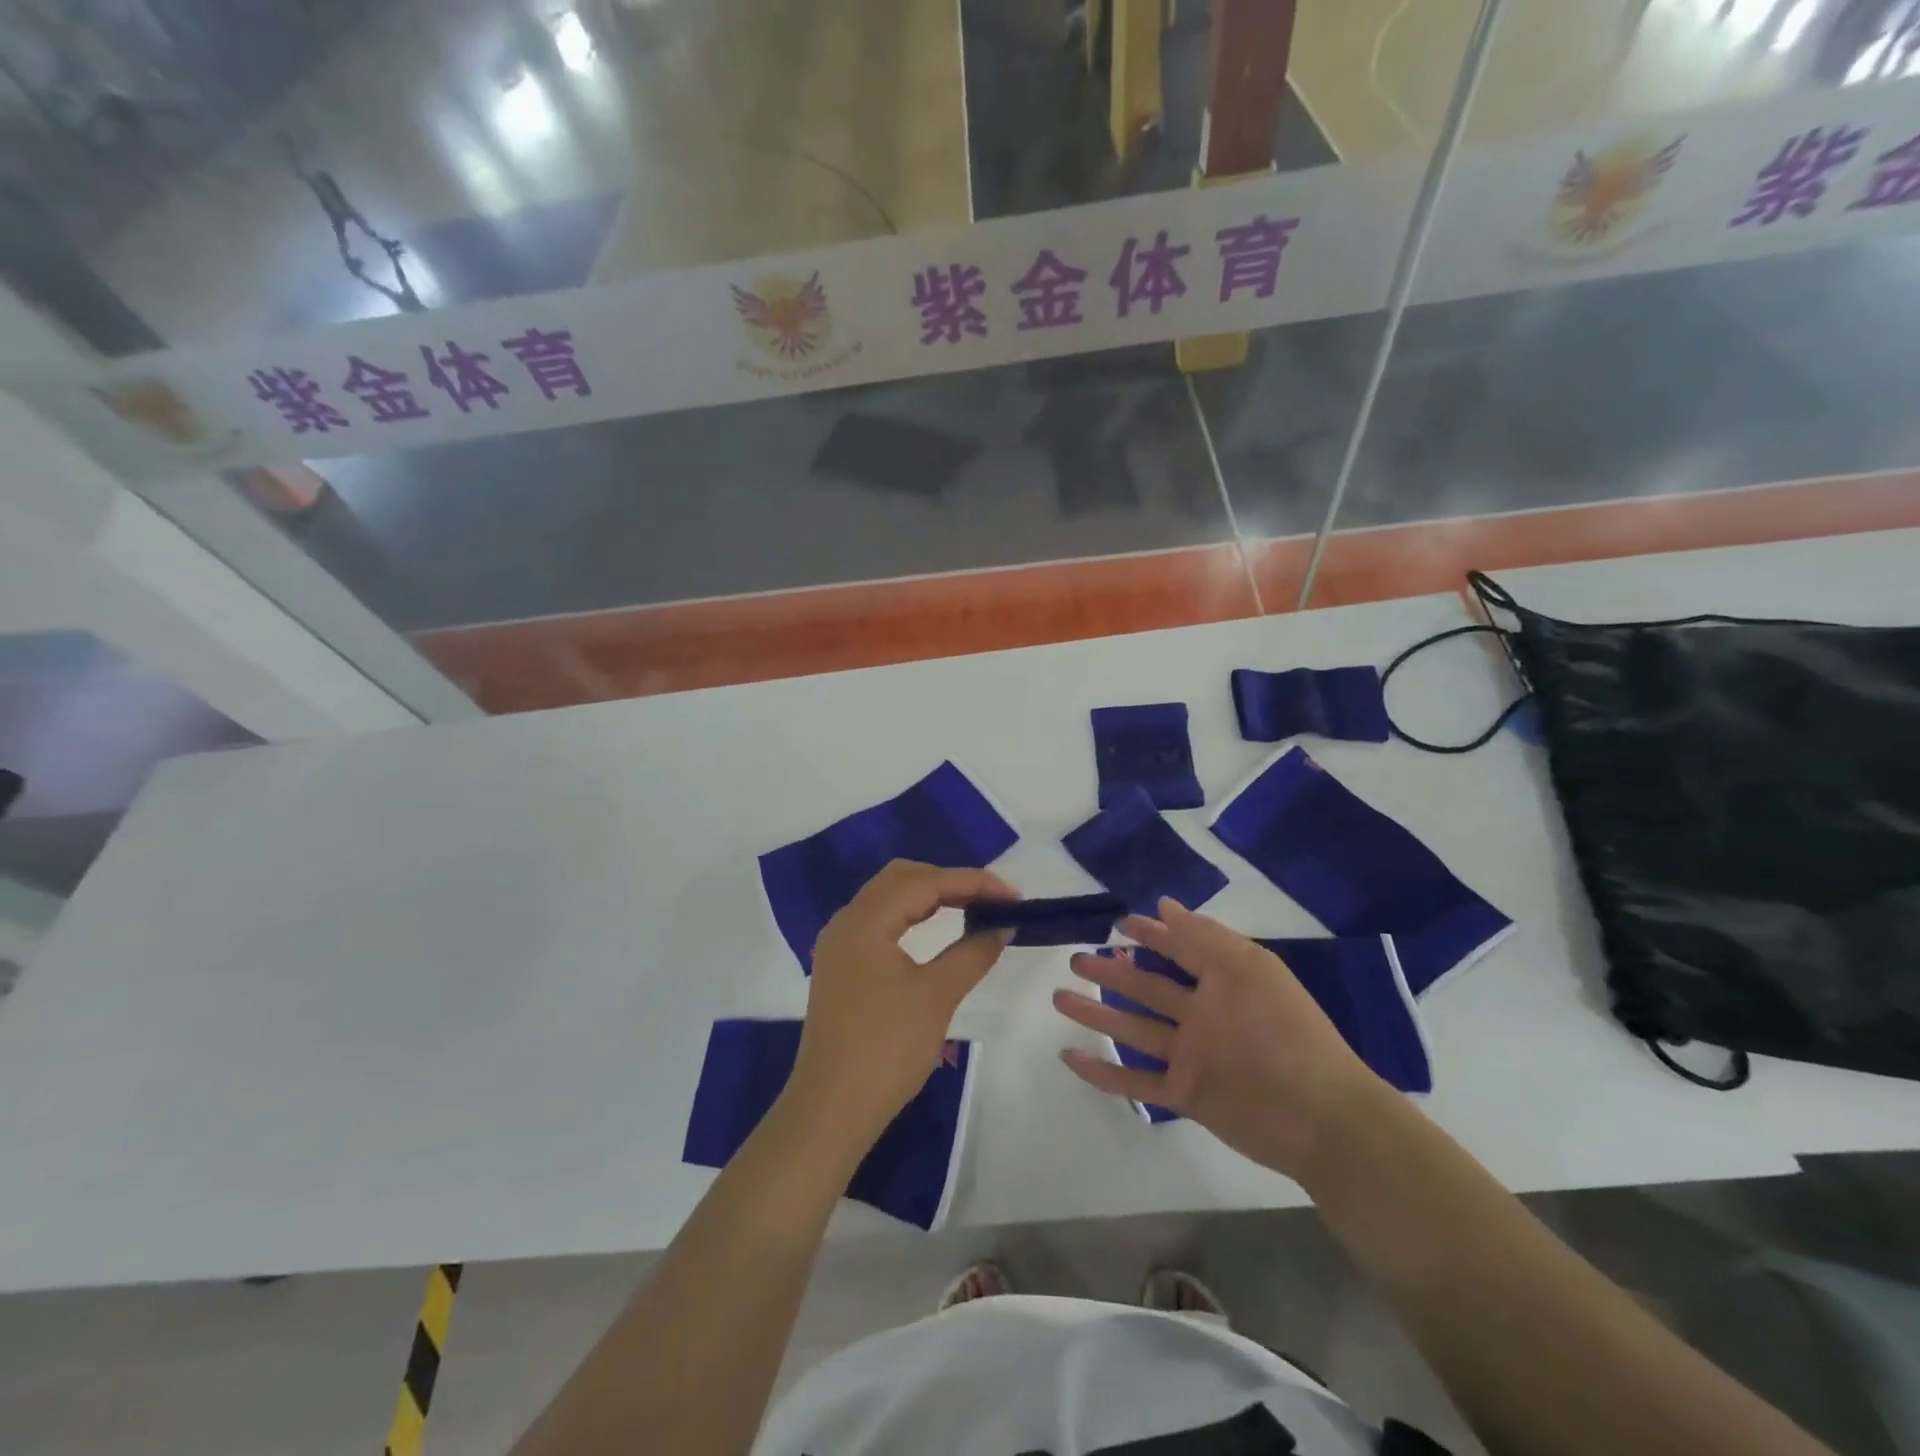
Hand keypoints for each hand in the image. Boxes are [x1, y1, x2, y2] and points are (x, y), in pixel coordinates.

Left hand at [786, 860, 1014, 1148]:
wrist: (832, 1108)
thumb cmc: (887, 1048)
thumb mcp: (937, 995)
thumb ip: (973, 951)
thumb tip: (1003, 925)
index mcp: (866, 919)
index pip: (925, 882)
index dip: (973, 882)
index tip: (1013, 896)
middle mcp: (847, 920)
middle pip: (902, 879)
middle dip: (950, 882)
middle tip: (992, 901)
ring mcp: (840, 943)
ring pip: (889, 898)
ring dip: (931, 897)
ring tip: (972, 910)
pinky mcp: (841, 965)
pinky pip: (880, 921)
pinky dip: (912, 916)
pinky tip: (936, 930)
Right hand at [1053, 898, 1386, 1180]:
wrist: (1324, 1117)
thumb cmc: (1288, 1032)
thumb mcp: (1251, 969)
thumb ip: (1206, 937)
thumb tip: (1163, 905)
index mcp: (1221, 983)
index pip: (1177, 950)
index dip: (1150, 934)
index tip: (1117, 922)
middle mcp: (1201, 1016)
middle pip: (1146, 988)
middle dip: (1112, 972)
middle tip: (1076, 958)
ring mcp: (1191, 1056)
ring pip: (1132, 1030)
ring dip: (1096, 1014)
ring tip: (1059, 997)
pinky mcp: (1185, 1094)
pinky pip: (1136, 1083)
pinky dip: (1103, 1072)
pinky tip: (1071, 1056)